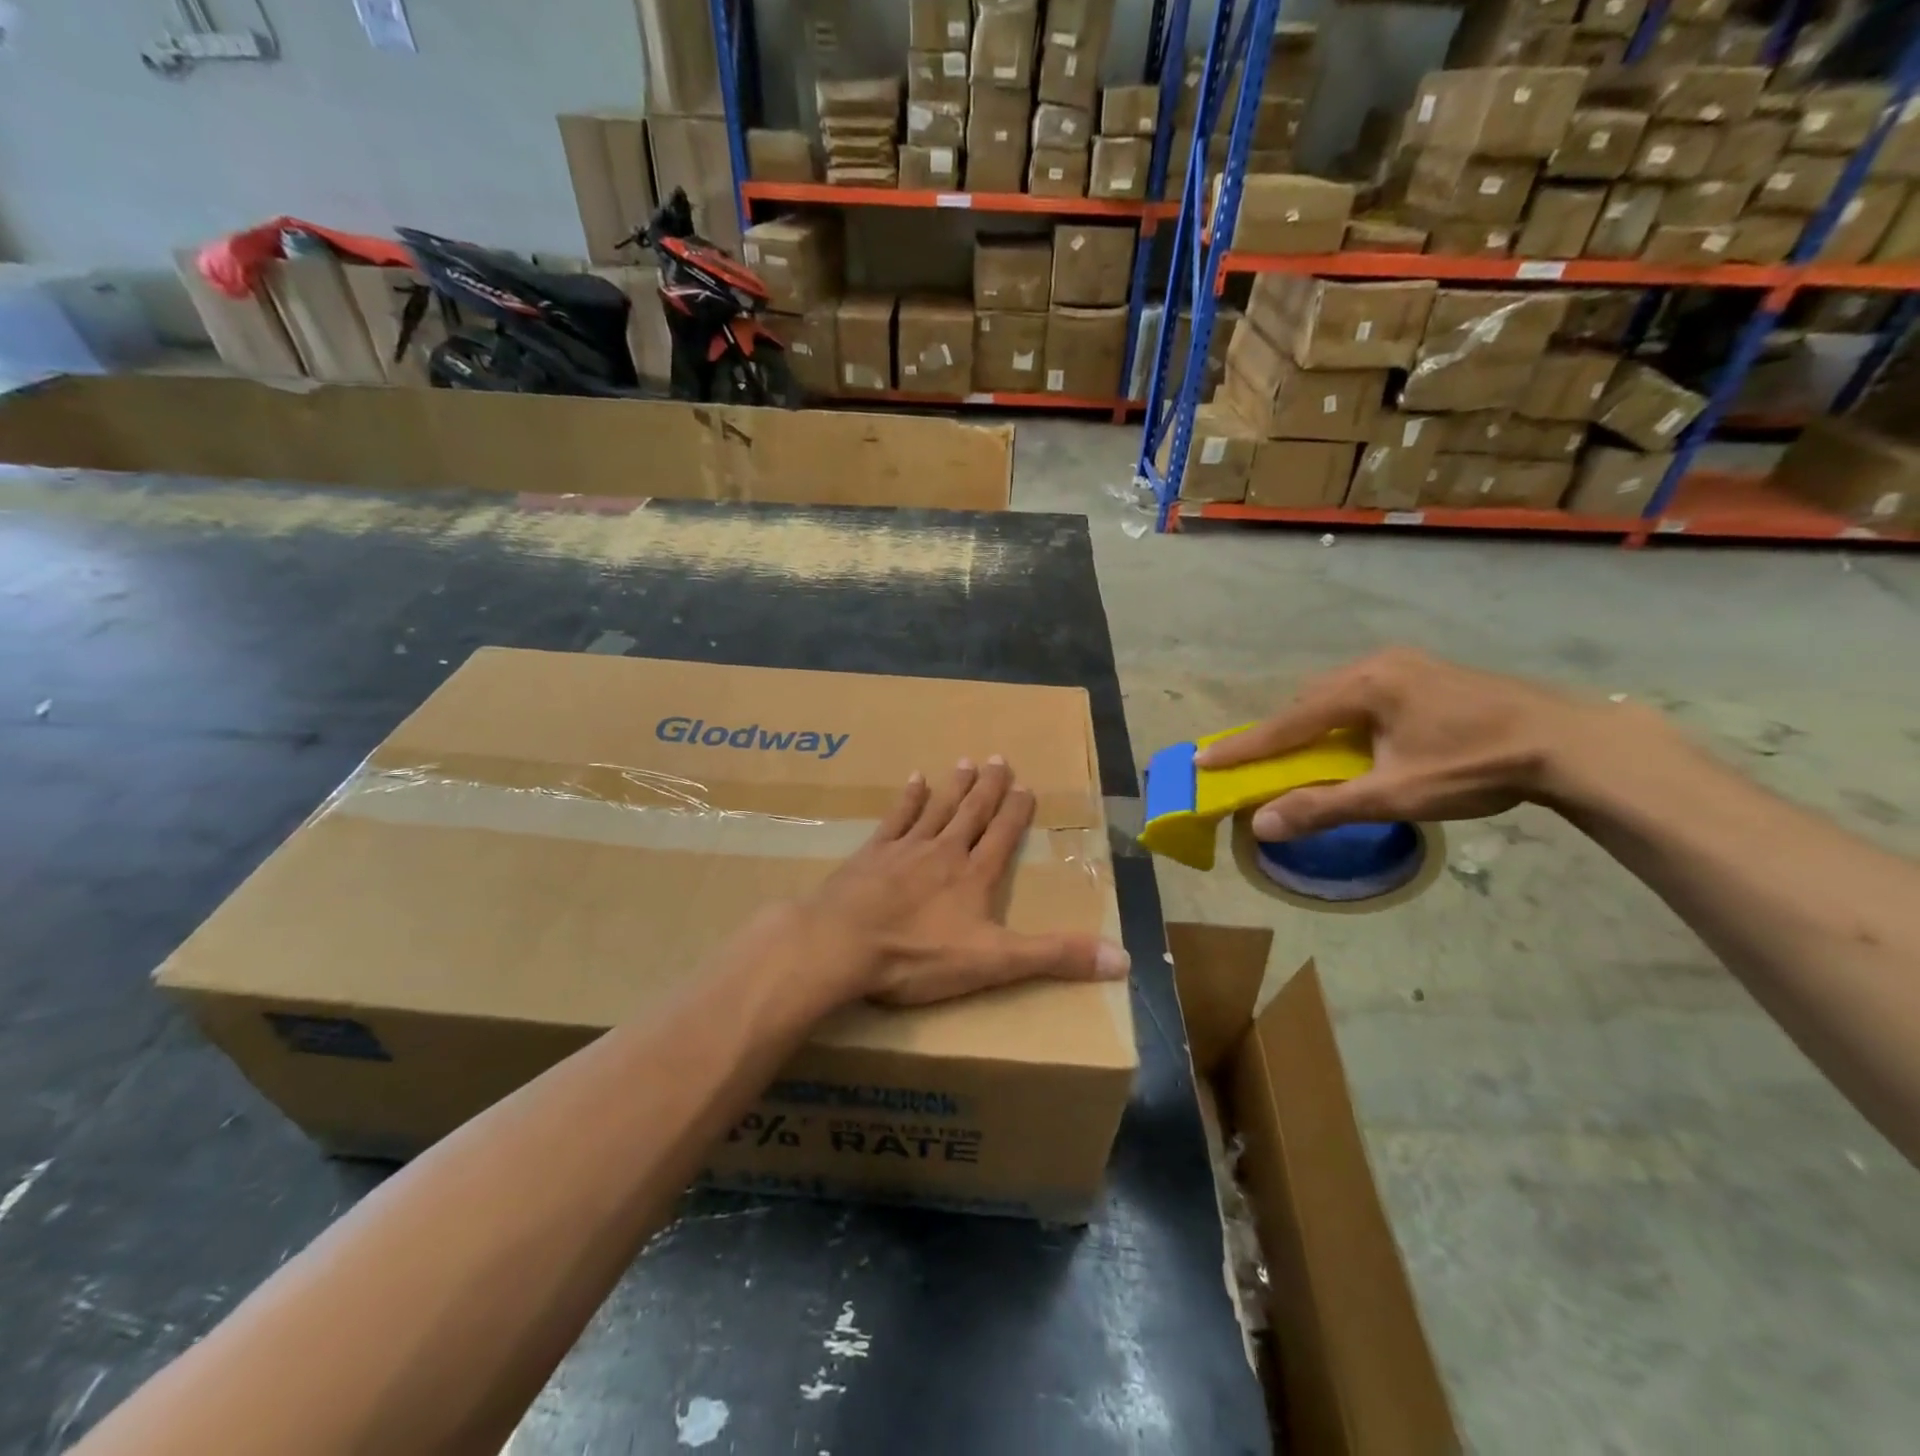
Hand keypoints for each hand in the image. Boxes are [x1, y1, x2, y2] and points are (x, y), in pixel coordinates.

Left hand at [795, 757, 1129, 1005]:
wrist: (842, 944)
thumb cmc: (918, 955)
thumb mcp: (995, 963)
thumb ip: (1055, 956)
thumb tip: (1123, 958)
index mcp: (974, 876)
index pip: (1003, 836)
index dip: (1017, 812)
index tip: (1026, 786)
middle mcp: (943, 852)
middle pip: (972, 813)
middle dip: (989, 788)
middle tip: (999, 758)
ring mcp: (905, 849)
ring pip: (937, 809)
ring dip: (954, 787)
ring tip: (966, 762)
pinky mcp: (871, 854)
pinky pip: (895, 818)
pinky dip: (907, 799)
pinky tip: (914, 780)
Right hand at [1194, 648, 1617, 839]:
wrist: (1572, 744)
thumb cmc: (1476, 766)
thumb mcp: (1395, 794)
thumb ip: (1323, 807)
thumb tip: (1261, 825)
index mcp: (1363, 686)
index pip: (1286, 723)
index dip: (1243, 747)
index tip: (1202, 759)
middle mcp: (1376, 665)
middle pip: (1308, 703)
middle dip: (1280, 734)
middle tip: (1258, 763)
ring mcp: (1405, 665)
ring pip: (1336, 696)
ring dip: (1313, 726)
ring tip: (1305, 755)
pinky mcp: (1427, 674)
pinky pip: (1363, 695)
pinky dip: (1343, 720)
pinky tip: (1356, 740)